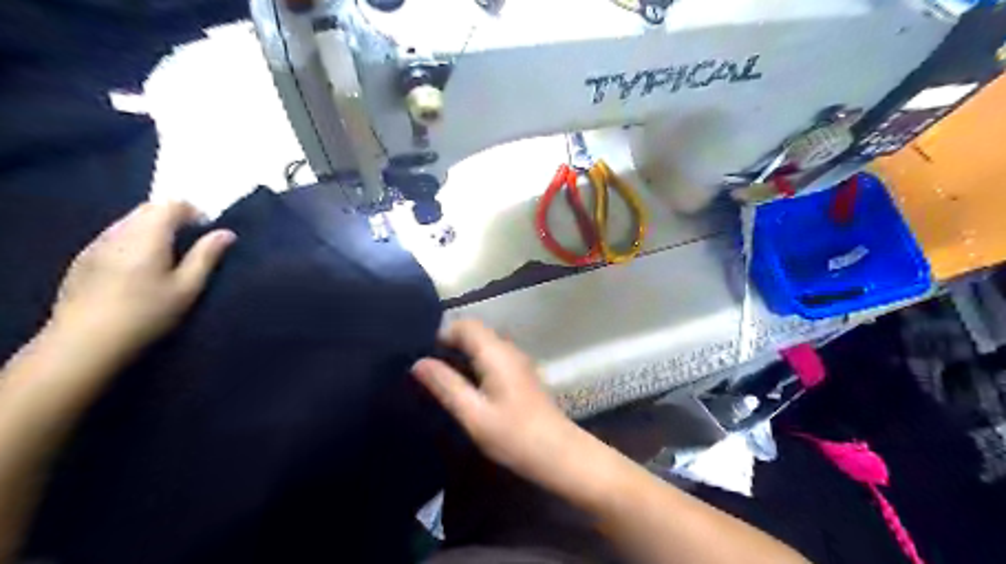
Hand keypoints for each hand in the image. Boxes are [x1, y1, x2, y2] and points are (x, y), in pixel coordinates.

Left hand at [50, 204, 234, 360]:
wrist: (85, 342)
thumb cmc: (146, 314)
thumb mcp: (187, 288)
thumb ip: (206, 256)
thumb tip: (226, 233)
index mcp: (147, 236)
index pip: (170, 205)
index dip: (193, 211)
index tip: (207, 228)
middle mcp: (119, 232)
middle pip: (147, 209)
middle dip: (172, 216)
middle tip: (191, 240)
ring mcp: (96, 245)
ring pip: (129, 221)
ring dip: (152, 227)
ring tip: (167, 253)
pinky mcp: (83, 259)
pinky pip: (114, 236)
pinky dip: (133, 239)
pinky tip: (139, 266)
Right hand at [411, 321, 582, 485]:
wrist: (557, 453)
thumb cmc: (513, 435)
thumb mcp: (473, 413)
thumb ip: (445, 385)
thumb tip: (418, 363)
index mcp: (496, 352)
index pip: (465, 325)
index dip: (442, 334)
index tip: (422, 355)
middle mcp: (508, 349)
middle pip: (475, 333)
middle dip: (449, 344)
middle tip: (427, 368)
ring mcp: (518, 361)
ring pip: (484, 345)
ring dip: (462, 355)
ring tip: (440, 378)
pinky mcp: (521, 374)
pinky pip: (493, 358)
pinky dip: (475, 364)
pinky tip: (465, 387)